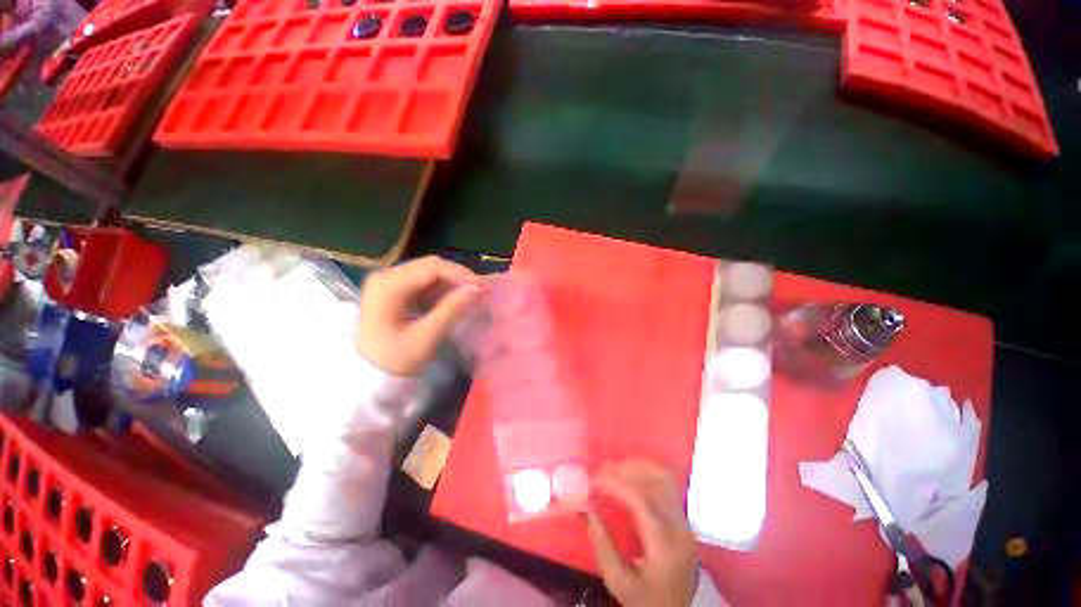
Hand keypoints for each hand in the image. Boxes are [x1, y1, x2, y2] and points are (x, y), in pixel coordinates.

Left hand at [355, 256, 480, 375]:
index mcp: (389, 285)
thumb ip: (452, 309)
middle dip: (457, 276)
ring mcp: (388, 281)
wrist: (367, 375)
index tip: (482, 287)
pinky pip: (422, 281)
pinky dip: (441, 288)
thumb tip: (477, 288)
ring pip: (428, 272)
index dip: (461, 274)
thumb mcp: (426, 336)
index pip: (432, 267)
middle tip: (479, 290)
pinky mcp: (393, 289)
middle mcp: (386, 275)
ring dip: (451, 282)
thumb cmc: (395, 359)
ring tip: (469, 295)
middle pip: (430, 266)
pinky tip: (452, 299)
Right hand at [585, 460, 697, 606]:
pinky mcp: (682, 519)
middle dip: (626, 470)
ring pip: (665, 479)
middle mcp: (680, 529)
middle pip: (657, 482)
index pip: (641, 501)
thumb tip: (587, 507)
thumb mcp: (618, 582)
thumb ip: (602, 544)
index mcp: (665, 547)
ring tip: (613, 470)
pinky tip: (629, 476)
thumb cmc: (644, 601)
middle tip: (601, 471)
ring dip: (637, 468)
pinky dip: (646, 474)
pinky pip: (666, 485)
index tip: (593, 480)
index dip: (615, 484)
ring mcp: (684, 522)